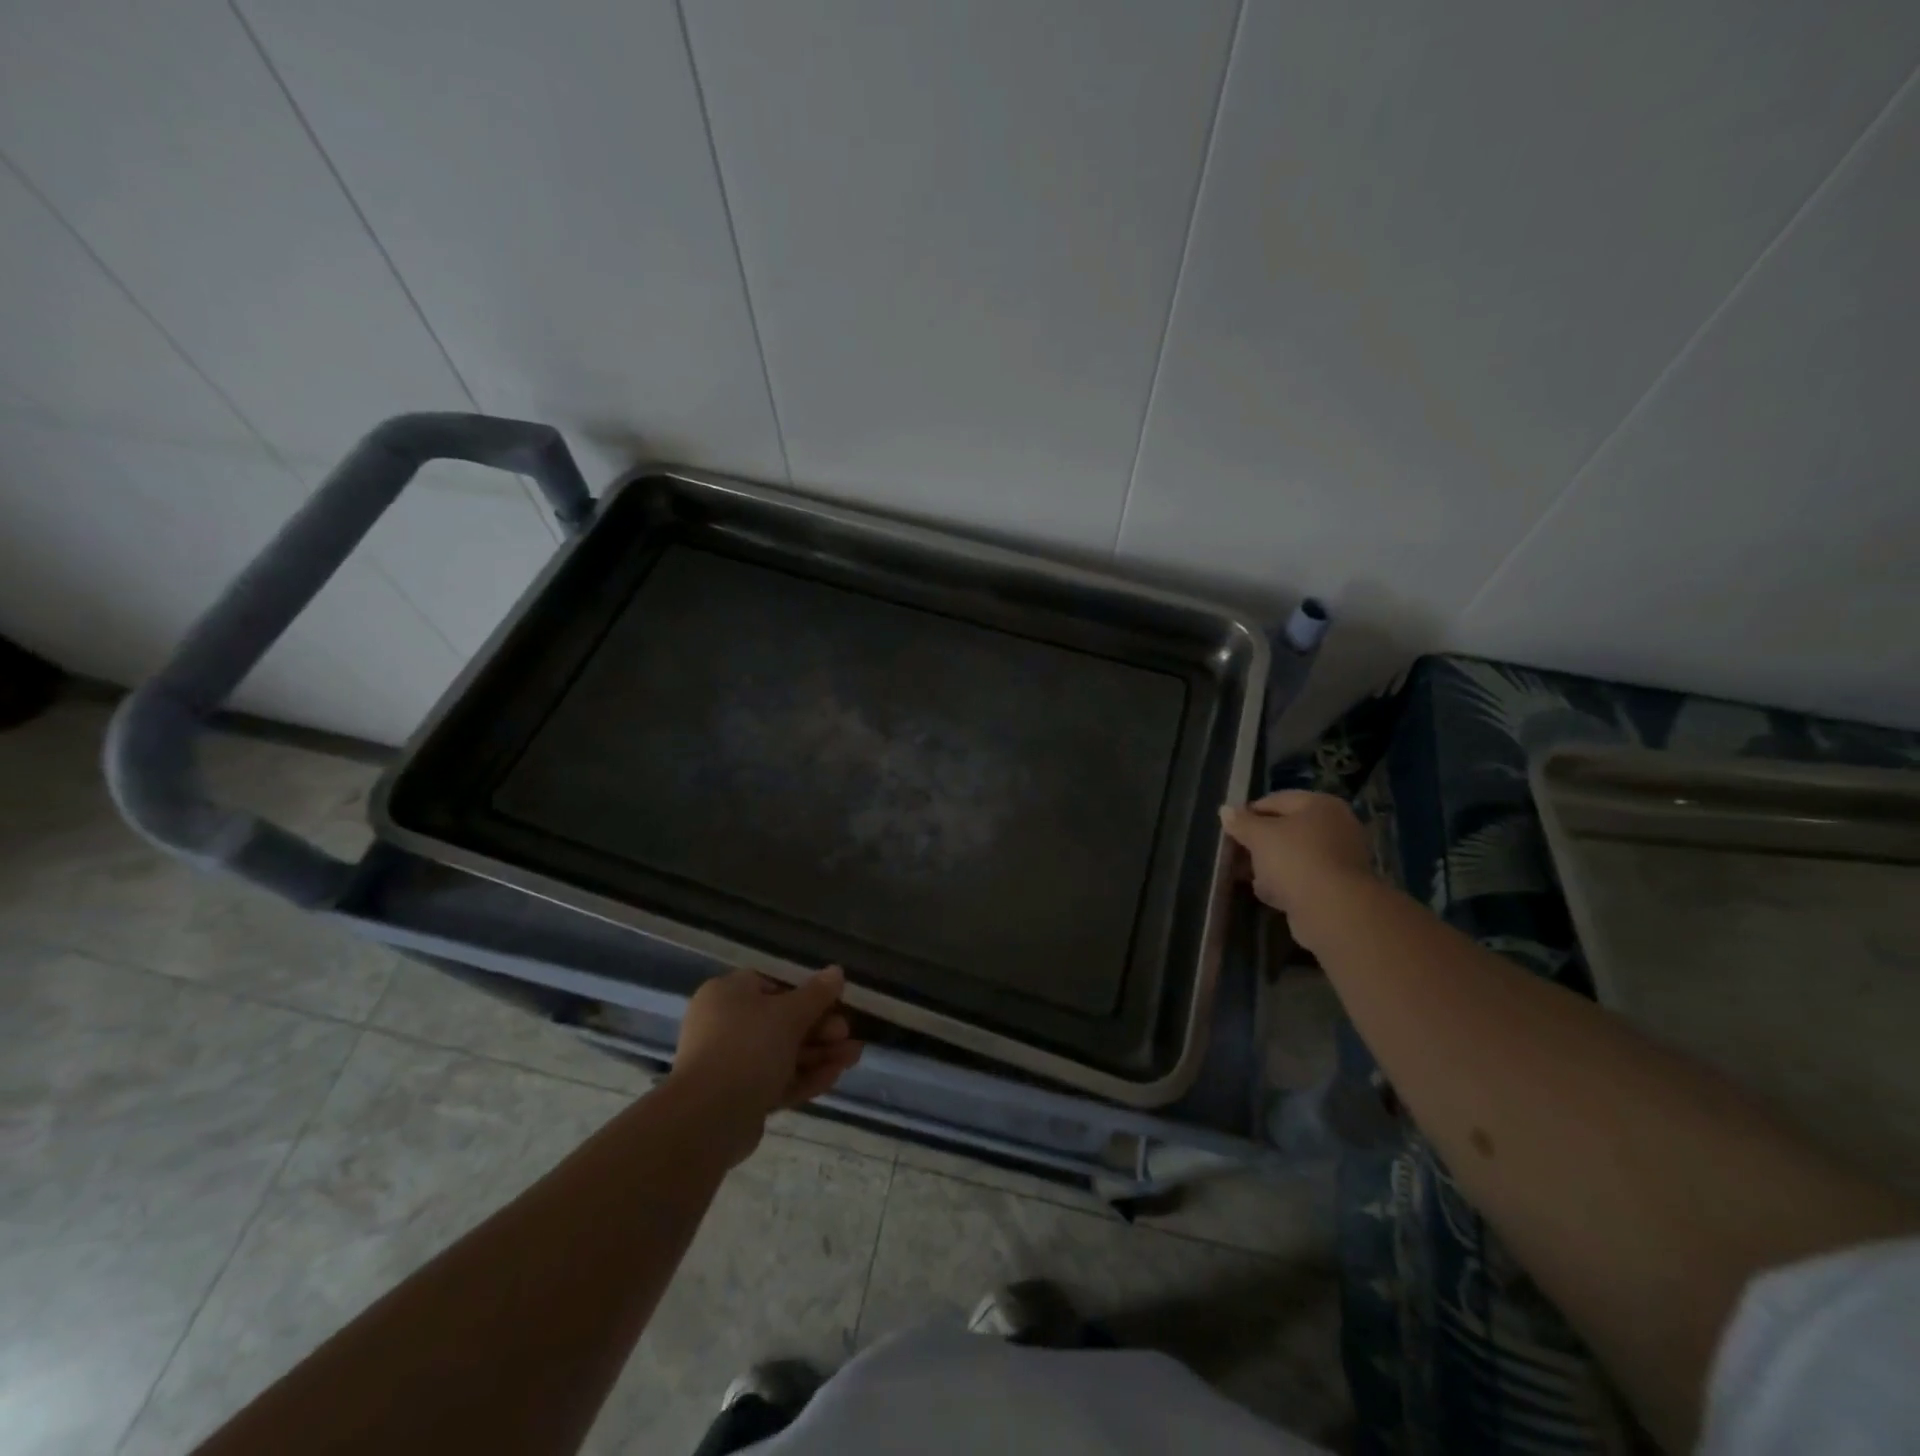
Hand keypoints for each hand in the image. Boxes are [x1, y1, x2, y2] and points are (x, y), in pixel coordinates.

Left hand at [671, 966, 863, 1158]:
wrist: (708, 1118)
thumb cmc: (748, 1047)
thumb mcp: (789, 1014)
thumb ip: (817, 993)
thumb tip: (836, 971)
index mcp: (727, 995)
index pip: (771, 985)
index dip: (805, 994)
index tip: (834, 1003)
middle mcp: (724, 1025)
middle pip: (780, 1022)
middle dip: (820, 1029)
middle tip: (846, 1035)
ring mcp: (730, 1064)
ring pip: (782, 1054)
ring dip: (819, 1054)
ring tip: (854, 1057)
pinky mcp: (739, 1098)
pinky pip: (776, 1080)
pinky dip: (805, 1077)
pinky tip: (835, 1076)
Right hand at [1219, 790, 1372, 933]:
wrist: (1333, 910)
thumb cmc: (1295, 860)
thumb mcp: (1259, 836)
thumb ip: (1241, 822)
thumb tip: (1225, 810)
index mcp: (1321, 805)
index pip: (1276, 800)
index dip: (1249, 813)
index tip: (1230, 830)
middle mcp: (1336, 827)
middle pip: (1287, 829)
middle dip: (1259, 842)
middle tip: (1236, 853)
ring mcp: (1340, 858)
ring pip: (1294, 856)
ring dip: (1270, 865)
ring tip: (1248, 876)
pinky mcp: (1338, 887)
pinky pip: (1304, 878)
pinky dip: (1286, 884)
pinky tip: (1268, 894)